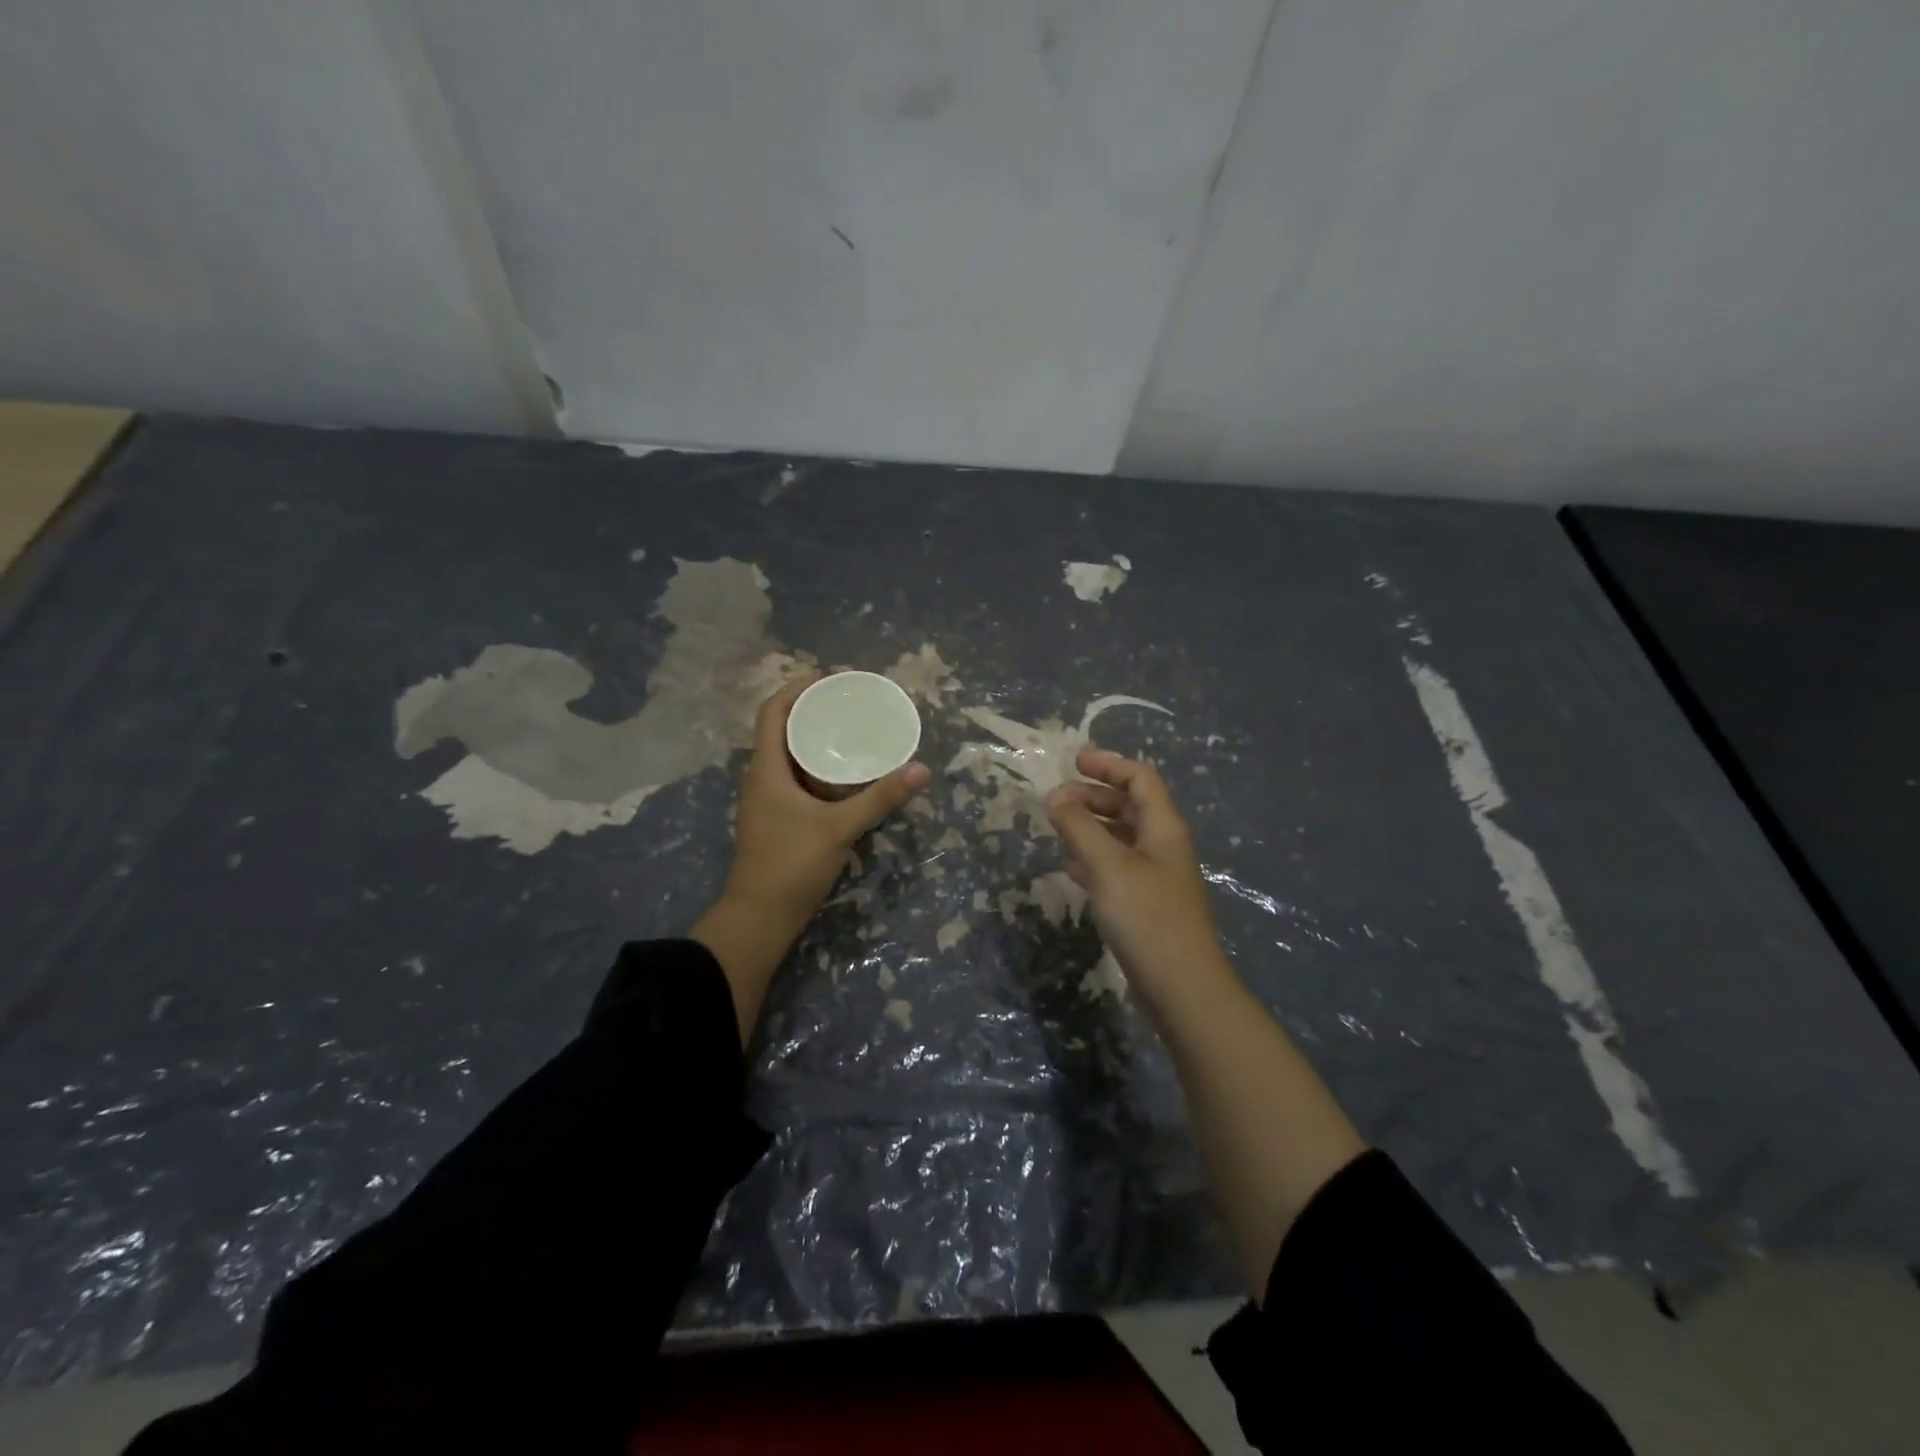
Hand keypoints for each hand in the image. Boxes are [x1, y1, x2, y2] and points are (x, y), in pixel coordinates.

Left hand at [695, 673, 929, 1042]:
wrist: (760, 918)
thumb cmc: (791, 865)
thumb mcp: (839, 828)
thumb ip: (880, 798)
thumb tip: (921, 770)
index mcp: (766, 768)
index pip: (773, 710)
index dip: (798, 687)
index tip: (832, 678)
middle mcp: (762, 776)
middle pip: (782, 727)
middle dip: (813, 708)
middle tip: (851, 699)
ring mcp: (768, 799)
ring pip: (789, 754)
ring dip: (815, 736)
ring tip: (851, 727)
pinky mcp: (778, 817)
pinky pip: (797, 776)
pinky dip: (818, 764)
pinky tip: (846, 772)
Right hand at [1044, 750, 1229, 1001]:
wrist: (1181, 987)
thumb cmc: (1146, 917)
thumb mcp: (1107, 865)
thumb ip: (1079, 827)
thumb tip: (1054, 797)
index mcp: (1163, 827)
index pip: (1140, 778)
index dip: (1108, 765)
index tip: (1073, 762)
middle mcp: (1164, 845)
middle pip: (1130, 805)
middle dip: (1093, 796)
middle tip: (1055, 801)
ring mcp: (1157, 876)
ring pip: (1121, 837)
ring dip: (1091, 826)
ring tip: (1058, 830)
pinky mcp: (1147, 903)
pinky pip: (1117, 867)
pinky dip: (1093, 859)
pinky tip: (1070, 868)